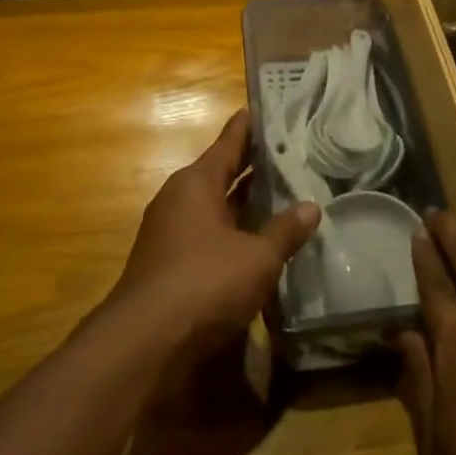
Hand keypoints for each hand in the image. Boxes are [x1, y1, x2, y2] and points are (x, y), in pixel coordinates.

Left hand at [112, 109, 319, 355]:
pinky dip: (231, 230)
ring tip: (279, 193)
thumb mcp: (257, 257)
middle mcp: (179, 199)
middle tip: (287, 153)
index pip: (228, 143)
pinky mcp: (167, 264)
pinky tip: (255, 239)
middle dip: (251, 166)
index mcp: (196, 183)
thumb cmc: (205, 282)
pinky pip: (207, 233)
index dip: (248, 128)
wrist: (144, 344)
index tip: (264, 110)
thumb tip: (311, 207)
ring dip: (242, 202)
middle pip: (220, 173)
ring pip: (214, 206)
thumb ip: (284, 230)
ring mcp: (169, 232)